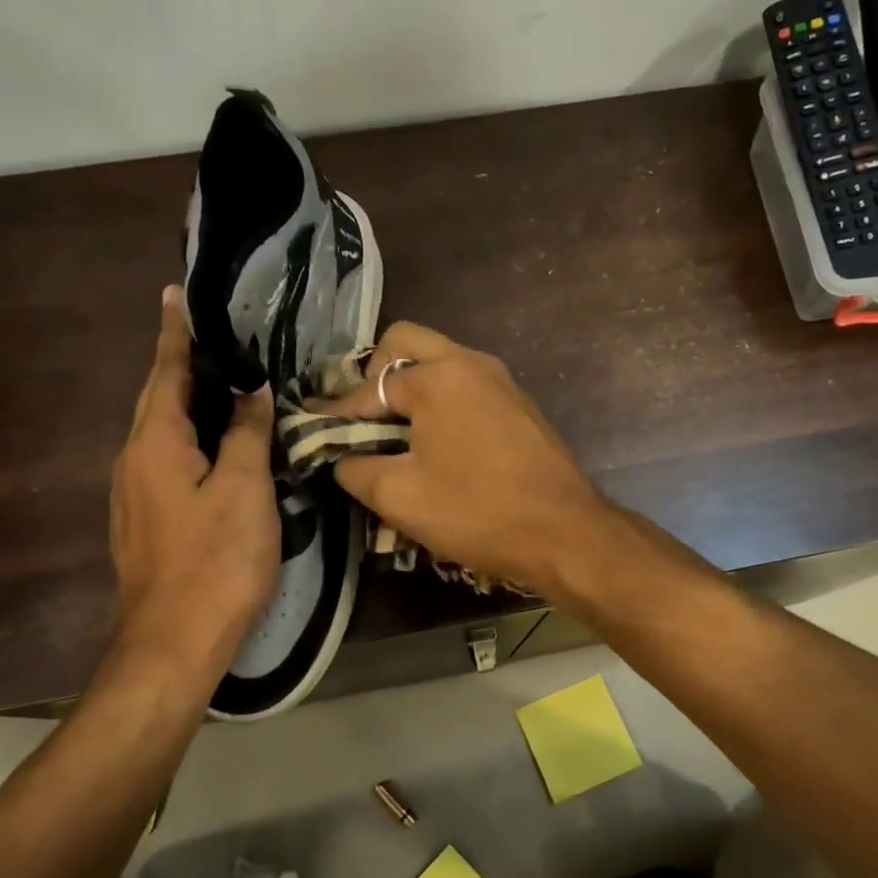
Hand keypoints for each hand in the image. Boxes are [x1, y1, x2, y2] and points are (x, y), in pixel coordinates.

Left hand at [108, 287, 278, 702]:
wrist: (174, 641)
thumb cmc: (215, 560)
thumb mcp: (243, 489)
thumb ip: (247, 433)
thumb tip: (253, 389)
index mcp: (155, 444)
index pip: (166, 372)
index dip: (175, 334)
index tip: (175, 294)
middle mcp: (133, 461)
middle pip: (158, 400)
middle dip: (180, 365)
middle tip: (213, 337)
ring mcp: (135, 495)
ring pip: (162, 433)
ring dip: (186, 402)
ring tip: (221, 383)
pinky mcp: (146, 521)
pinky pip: (166, 461)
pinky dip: (190, 438)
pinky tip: (217, 446)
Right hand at [312, 322, 610, 594]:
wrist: (565, 533)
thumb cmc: (477, 511)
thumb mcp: (399, 496)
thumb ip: (355, 468)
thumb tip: (342, 457)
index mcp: (438, 377)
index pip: (369, 387)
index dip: (336, 413)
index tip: (312, 428)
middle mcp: (471, 363)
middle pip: (407, 343)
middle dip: (374, 375)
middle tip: (363, 418)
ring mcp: (501, 381)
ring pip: (442, 362)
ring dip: (411, 387)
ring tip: (394, 433)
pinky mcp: (520, 405)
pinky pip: (467, 386)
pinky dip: (442, 401)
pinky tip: (436, 443)